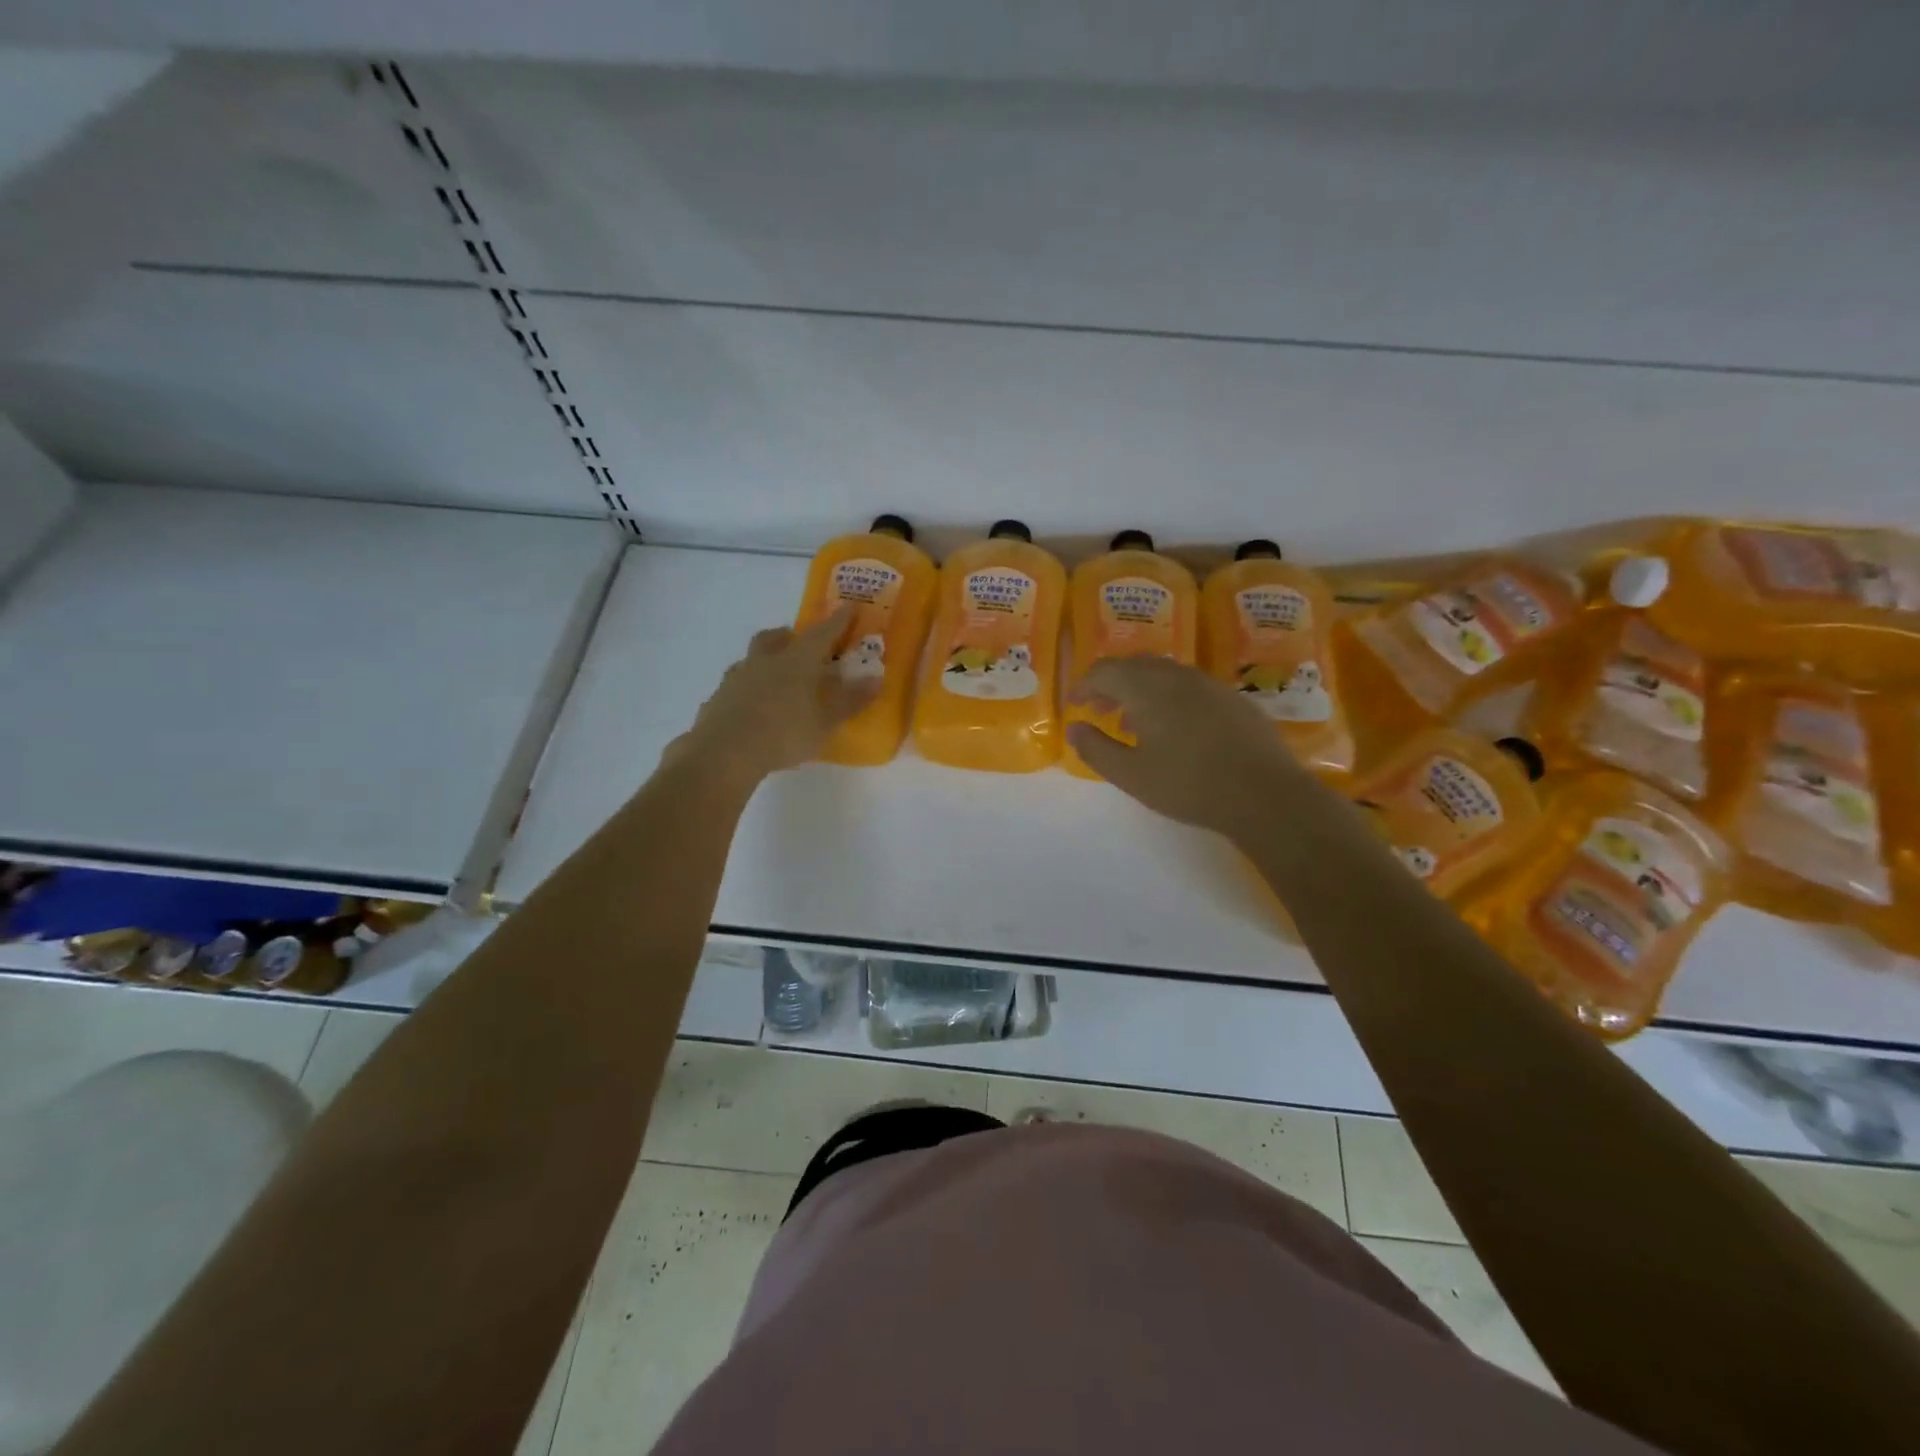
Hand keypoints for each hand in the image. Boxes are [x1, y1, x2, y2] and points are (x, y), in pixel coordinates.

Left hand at [667, 606, 877, 783]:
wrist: (725, 752)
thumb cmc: (785, 733)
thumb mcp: (826, 721)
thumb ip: (850, 700)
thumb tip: (876, 678)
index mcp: (797, 661)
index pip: (823, 633)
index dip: (839, 620)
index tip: (850, 607)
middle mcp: (765, 661)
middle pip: (775, 637)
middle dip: (789, 634)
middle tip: (799, 642)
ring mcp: (737, 677)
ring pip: (752, 658)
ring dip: (765, 660)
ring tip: (774, 676)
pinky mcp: (718, 698)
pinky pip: (736, 684)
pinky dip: (747, 688)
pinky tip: (752, 705)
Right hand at [1067, 656, 1308, 839]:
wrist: (1264, 794)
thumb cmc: (1189, 785)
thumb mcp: (1131, 775)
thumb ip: (1096, 749)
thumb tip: (1074, 728)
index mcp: (1148, 688)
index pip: (1105, 670)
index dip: (1084, 684)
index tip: (1075, 704)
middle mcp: (1178, 676)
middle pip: (1135, 665)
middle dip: (1111, 684)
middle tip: (1099, 709)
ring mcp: (1210, 684)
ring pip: (1164, 674)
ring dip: (1140, 690)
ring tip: (1132, 722)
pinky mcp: (1233, 699)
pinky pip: (1190, 686)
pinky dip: (1169, 697)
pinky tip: (1174, 729)